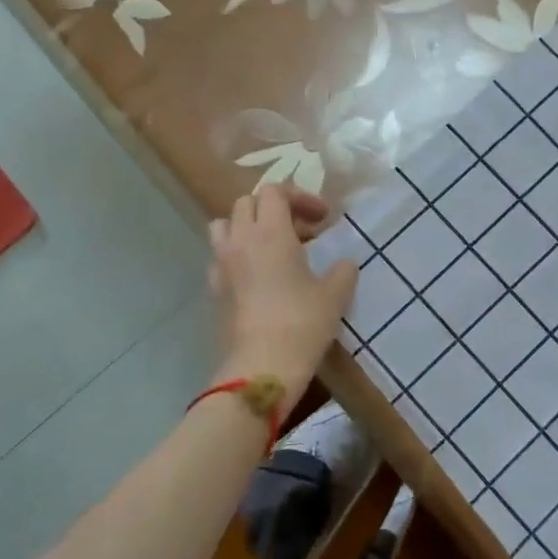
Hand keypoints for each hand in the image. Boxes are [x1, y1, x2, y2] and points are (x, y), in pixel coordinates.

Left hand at [208, 185, 356, 403]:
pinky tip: (258, 276)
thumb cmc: (302, 323)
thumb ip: (343, 270)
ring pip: (225, 225)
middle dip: (274, 208)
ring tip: (272, 246)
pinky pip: (220, 257)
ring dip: (247, 226)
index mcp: (270, 232)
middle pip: (247, 202)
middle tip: (301, 231)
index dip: (300, 197)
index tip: (323, 218)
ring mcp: (221, 265)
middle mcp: (240, 241)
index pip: (275, 191)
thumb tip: (343, 264)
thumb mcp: (335, 294)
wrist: (262, 367)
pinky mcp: (214, 290)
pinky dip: (237, 255)